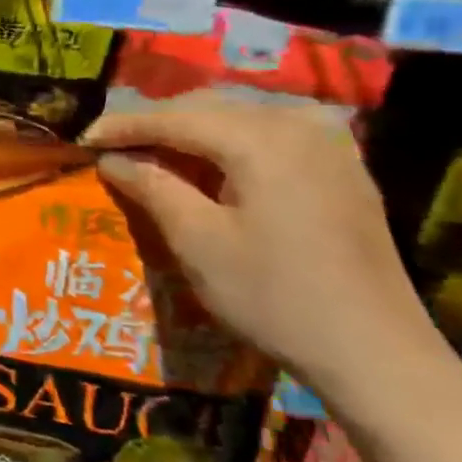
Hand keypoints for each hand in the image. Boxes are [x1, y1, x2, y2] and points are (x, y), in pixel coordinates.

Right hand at [85, 95, 444, 407]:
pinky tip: (210, 163)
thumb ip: (151, 186)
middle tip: (114, 146)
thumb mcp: (198, 242)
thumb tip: (111, 158)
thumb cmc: (275, 296)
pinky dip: (230, 141)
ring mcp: (327, 143)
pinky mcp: (342, 167)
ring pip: (239, 116)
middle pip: (208, 107)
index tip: (83, 138)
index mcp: (260, 138)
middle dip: (157, 123)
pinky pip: (271, 133)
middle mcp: (297, 124)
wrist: (378, 354)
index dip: (124, 126)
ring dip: (191, 129)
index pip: (174, 118)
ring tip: (153, 152)